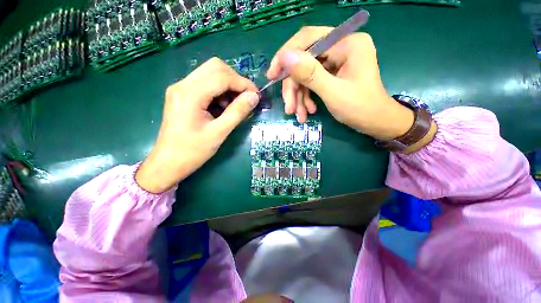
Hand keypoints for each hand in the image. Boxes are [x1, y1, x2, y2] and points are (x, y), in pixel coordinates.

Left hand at [136, 58, 259, 192]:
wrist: (168, 162)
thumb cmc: (193, 151)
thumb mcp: (219, 133)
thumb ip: (237, 112)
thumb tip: (254, 97)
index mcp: (190, 94)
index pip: (222, 76)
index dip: (243, 83)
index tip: (256, 95)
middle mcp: (183, 84)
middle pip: (215, 67)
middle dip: (235, 80)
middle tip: (246, 98)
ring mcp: (181, 88)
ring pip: (210, 73)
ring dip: (228, 85)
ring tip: (235, 105)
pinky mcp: (183, 95)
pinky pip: (205, 83)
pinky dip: (219, 91)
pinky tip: (223, 106)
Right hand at [266, 27, 415, 140]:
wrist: (375, 123)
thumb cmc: (360, 109)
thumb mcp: (333, 93)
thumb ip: (310, 74)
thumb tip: (285, 57)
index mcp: (347, 43)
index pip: (308, 38)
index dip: (286, 55)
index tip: (272, 75)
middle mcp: (341, 47)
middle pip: (304, 61)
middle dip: (294, 87)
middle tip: (289, 107)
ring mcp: (336, 61)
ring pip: (305, 75)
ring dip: (299, 97)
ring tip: (298, 115)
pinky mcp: (332, 73)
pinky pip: (311, 82)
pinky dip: (306, 98)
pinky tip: (307, 112)